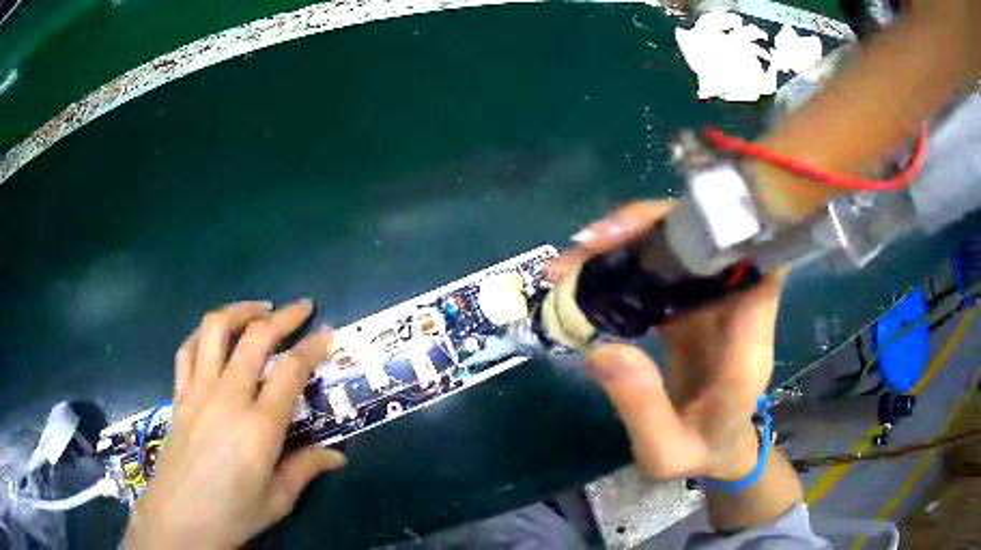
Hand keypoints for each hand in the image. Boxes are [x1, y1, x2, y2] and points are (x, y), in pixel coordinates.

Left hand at [124, 300, 345, 548]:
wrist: (180, 517)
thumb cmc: (233, 513)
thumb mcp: (278, 499)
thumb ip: (306, 468)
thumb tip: (338, 456)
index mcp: (259, 427)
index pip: (290, 371)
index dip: (313, 346)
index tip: (327, 332)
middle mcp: (227, 397)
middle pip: (255, 338)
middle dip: (283, 316)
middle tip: (302, 308)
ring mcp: (198, 391)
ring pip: (215, 330)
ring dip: (240, 311)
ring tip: (259, 309)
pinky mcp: (179, 394)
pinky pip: (187, 350)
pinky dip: (203, 334)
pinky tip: (215, 337)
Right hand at [552, 201, 784, 480]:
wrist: (718, 448)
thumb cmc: (700, 451)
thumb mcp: (665, 452)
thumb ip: (642, 409)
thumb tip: (599, 351)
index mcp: (747, 346)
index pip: (760, 267)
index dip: (728, 234)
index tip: (673, 228)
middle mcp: (738, 311)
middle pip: (711, 240)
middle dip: (654, 227)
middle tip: (590, 243)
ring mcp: (715, 302)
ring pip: (685, 245)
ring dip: (634, 238)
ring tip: (578, 254)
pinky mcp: (693, 303)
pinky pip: (666, 266)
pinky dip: (629, 258)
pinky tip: (591, 268)